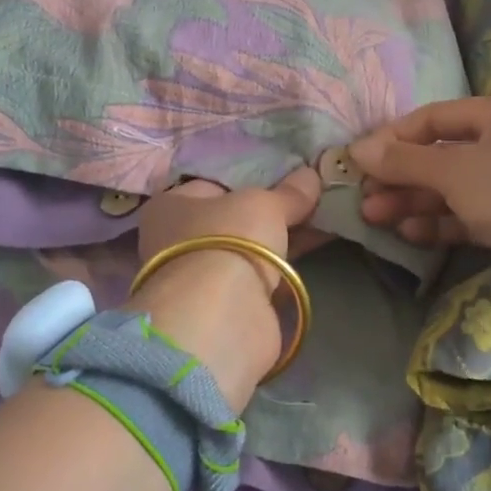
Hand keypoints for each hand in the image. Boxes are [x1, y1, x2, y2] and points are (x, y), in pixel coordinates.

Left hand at [127, 168, 321, 411]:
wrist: (222, 315)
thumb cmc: (229, 240)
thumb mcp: (264, 204)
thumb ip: (289, 193)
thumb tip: (312, 175)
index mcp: (170, 206)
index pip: (213, 185)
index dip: (249, 180)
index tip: (285, 177)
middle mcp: (176, 241)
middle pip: (232, 219)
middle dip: (269, 212)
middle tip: (308, 199)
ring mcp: (199, 277)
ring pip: (247, 249)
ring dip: (279, 239)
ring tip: (320, 220)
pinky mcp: (224, 307)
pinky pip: (260, 276)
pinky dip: (282, 267)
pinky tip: (312, 250)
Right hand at [350, 92, 490, 308]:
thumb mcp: (454, 170)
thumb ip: (403, 160)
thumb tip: (357, 149)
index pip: (435, 117)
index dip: (393, 137)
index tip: (358, 161)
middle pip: (441, 155)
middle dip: (400, 176)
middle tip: (363, 197)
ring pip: (452, 188)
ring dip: (414, 201)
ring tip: (375, 218)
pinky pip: (467, 215)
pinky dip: (438, 222)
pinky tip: (409, 233)